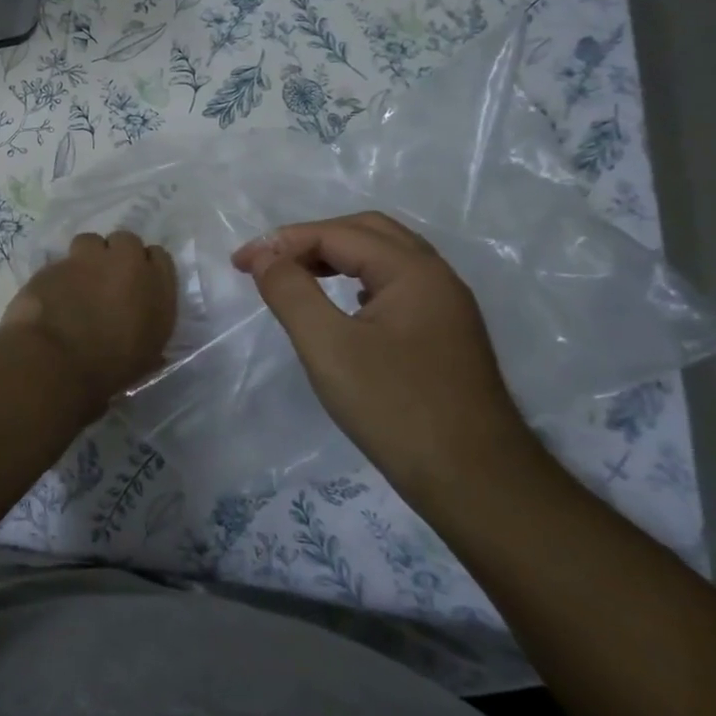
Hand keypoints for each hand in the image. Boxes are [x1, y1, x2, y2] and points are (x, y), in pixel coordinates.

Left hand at [0, 230, 177, 411]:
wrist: (56, 362)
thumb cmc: (109, 369)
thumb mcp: (145, 356)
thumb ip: (148, 328)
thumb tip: (139, 325)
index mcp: (156, 287)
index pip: (159, 257)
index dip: (145, 268)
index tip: (136, 284)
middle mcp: (125, 264)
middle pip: (125, 241)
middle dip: (116, 255)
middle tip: (106, 281)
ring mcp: (87, 259)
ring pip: (90, 242)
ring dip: (86, 258)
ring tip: (77, 284)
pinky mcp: (53, 264)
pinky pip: (59, 263)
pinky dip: (58, 277)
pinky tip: (51, 298)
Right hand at [232, 212, 529, 491]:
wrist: (476, 482)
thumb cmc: (395, 408)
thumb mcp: (327, 346)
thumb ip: (291, 291)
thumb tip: (265, 256)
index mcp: (413, 271)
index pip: (336, 234)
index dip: (282, 242)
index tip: (239, 263)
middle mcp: (436, 278)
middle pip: (366, 232)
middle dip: (311, 239)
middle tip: (269, 263)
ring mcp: (446, 308)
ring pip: (384, 258)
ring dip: (335, 257)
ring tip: (295, 277)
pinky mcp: (445, 336)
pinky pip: (395, 286)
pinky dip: (356, 280)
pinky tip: (340, 305)